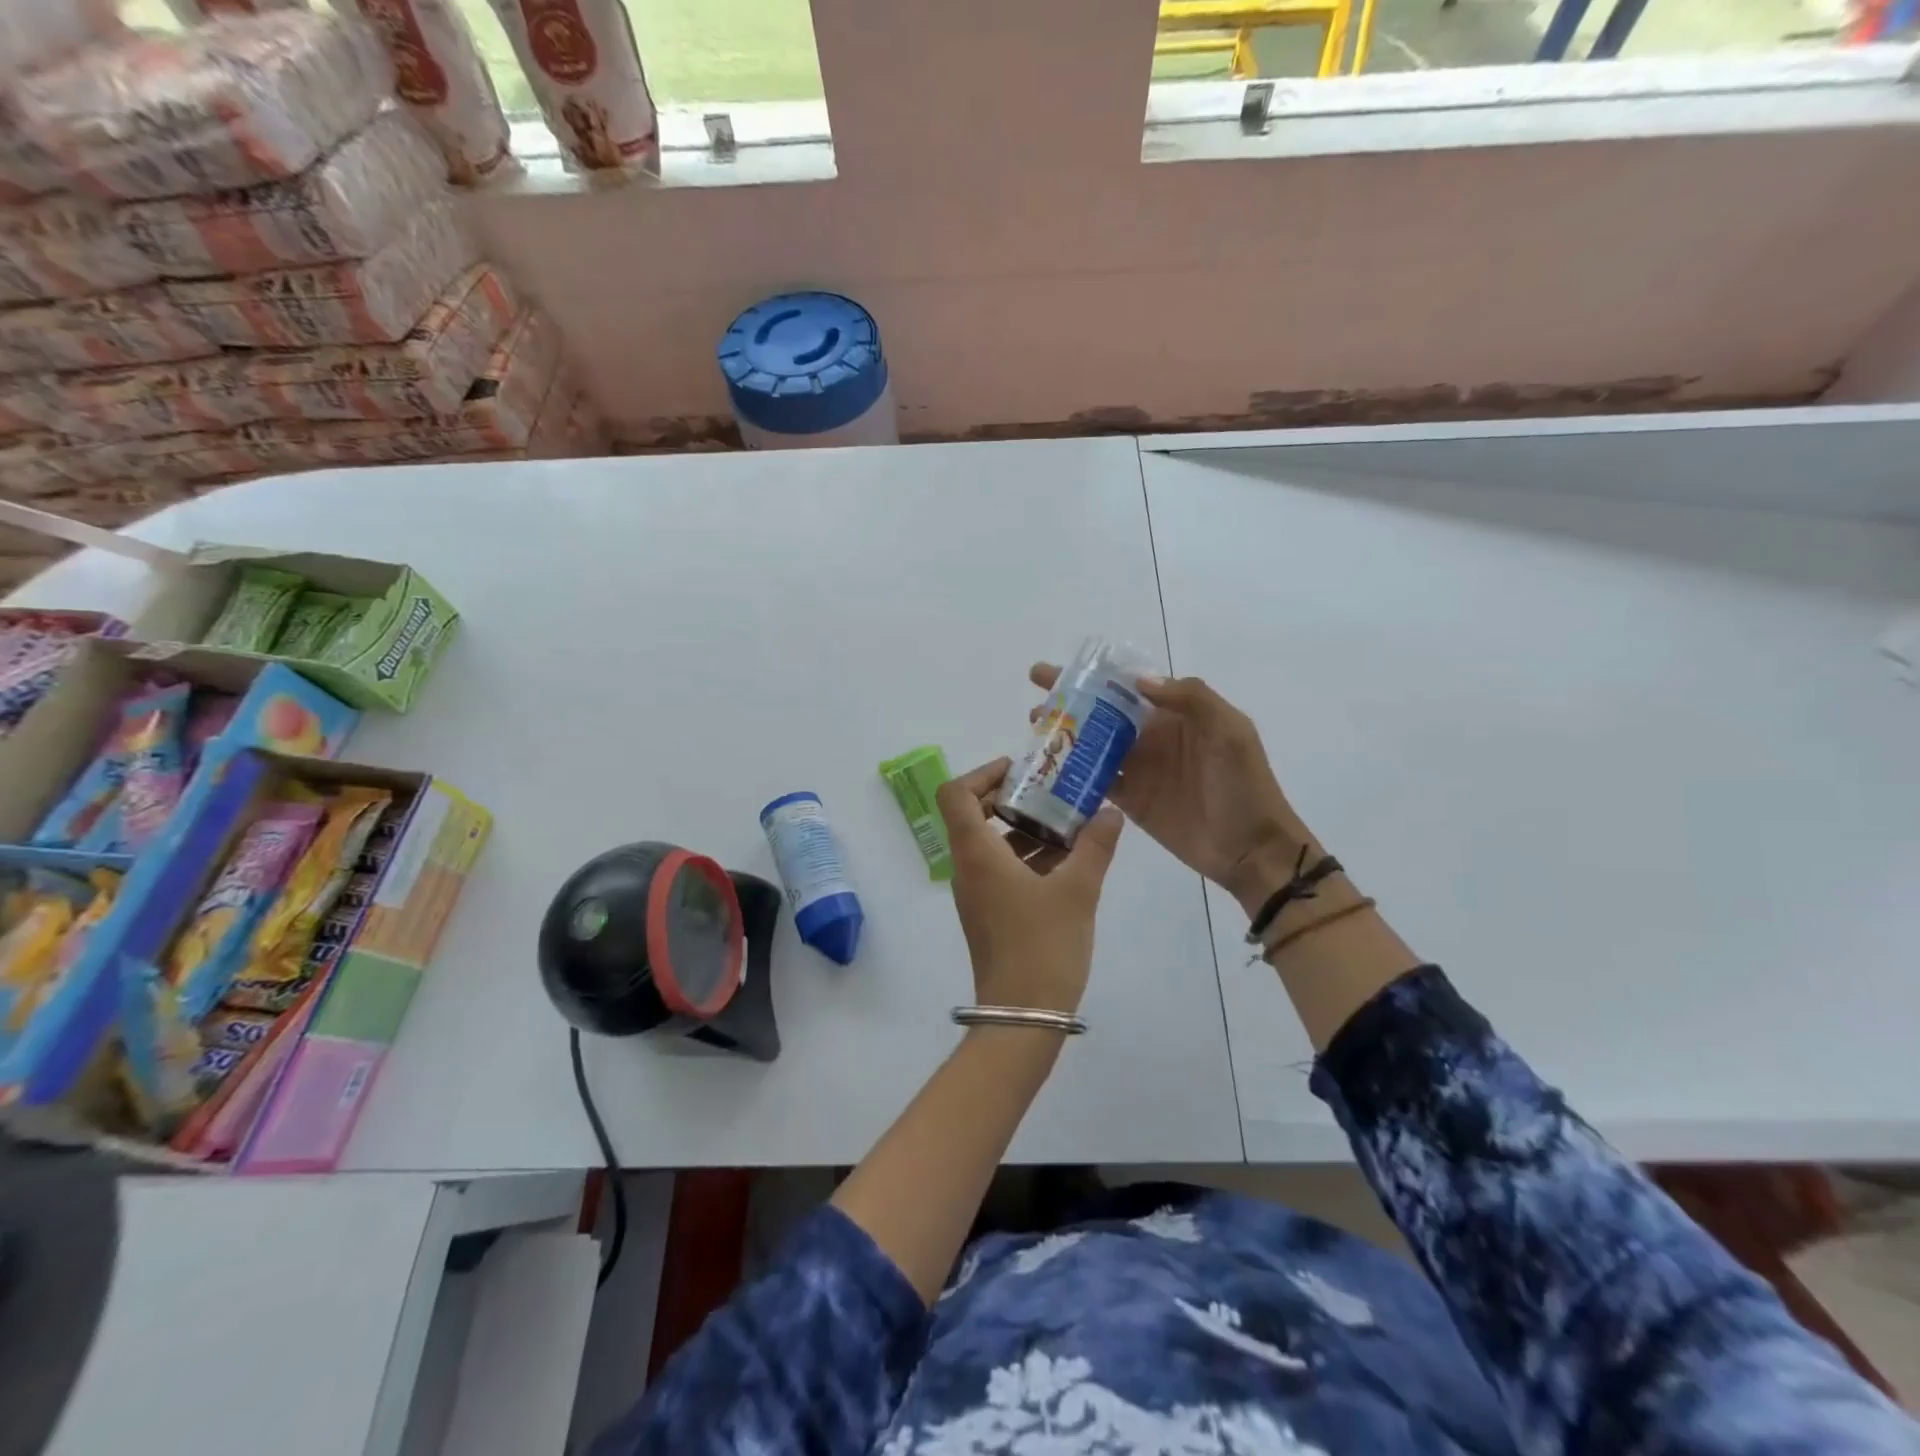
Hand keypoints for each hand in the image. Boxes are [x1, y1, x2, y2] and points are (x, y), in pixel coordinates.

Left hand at [936, 757, 1124, 1015]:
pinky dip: (1029, 858)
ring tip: (1072, 825)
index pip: (957, 794)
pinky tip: (1069, 864)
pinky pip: (1003, 871)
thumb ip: (1095, 846)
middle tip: (1056, 792)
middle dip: (1016, 799)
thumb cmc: (1043, 945)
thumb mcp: (1077, 891)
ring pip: (994, 845)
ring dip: (1028, 830)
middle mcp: (968, 868)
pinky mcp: (989, 914)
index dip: (983, 773)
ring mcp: (976, 894)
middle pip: (976, 815)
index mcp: (977, 853)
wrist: (1023, 1015)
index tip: (1021, 770)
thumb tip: (1110, 812)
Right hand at [1029, 663, 1310, 915]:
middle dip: (1069, 704)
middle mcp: (1152, 737)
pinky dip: (1073, 775)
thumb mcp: (1230, 732)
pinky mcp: (1130, 801)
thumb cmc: (1244, 786)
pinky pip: (1096, 782)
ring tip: (1034, 732)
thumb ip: (1191, 699)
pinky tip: (1047, 771)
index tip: (1060, 672)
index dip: (1095, 676)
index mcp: (1176, 715)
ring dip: (1065, 737)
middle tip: (1034, 701)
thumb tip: (1139, 681)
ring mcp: (1139, 770)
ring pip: (1094, 746)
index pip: (1128, 686)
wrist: (1251, 849)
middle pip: (1103, 714)